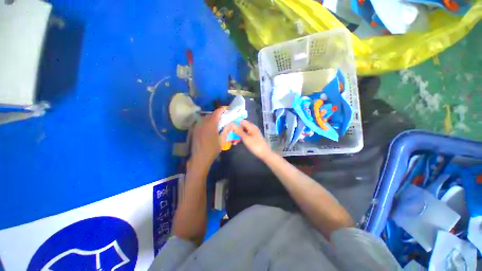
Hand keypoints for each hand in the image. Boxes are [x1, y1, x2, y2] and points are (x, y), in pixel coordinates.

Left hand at [190, 107, 232, 168]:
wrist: (199, 158)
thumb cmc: (212, 150)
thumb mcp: (222, 141)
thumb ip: (226, 130)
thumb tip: (231, 123)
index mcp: (211, 124)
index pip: (217, 112)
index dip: (222, 109)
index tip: (227, 109)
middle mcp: (203, 123)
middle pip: (211, 114)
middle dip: (218, 114)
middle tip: (224, 117)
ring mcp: (197, 126)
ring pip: (205, 117)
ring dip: (212, 118)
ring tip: (217, 122)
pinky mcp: (194, 129)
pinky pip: (201, 122)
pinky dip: (207, 121)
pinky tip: (210, 127)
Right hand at [233, 120, 271, 159]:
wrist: (264, 153)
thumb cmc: (255, 145)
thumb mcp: (246, 138)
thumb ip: (239, 131)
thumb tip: (232, 124)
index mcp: (251, 126)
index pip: (241, 121)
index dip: (235, 123)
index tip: (229, 128)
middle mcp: (252, 128)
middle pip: (242, 126)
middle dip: (235, 130)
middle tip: (229, 135)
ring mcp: (253, 133)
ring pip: (243, 132)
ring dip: (237, 135)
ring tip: (232, 141)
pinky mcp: (253, 138)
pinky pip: (245, 135)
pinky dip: (241, 138)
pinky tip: (237, 142)